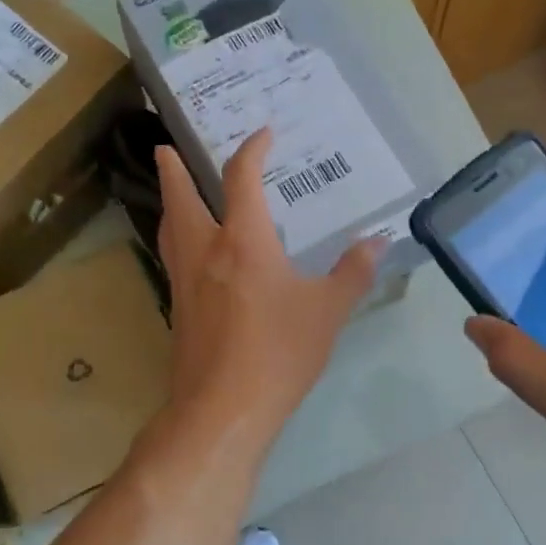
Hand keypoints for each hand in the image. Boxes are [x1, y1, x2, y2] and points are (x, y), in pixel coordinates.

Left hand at [155, 129, 380, 459]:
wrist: (223, 409)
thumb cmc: (278, 352)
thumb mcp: (327, 311)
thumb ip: (353, 272)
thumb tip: (380, 241)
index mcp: (243, 241)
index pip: (241, 179)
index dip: (252, 150)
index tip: (263, 134)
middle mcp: (205, 251)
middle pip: (180, 198)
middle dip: (174, 170)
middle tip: (165, 148)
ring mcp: (184, 283)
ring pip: (169, 229)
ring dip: (169, 203)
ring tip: (174, 194)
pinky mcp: (178, 312)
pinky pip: (173, 260)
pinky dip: (177, 241)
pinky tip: (193, 258)